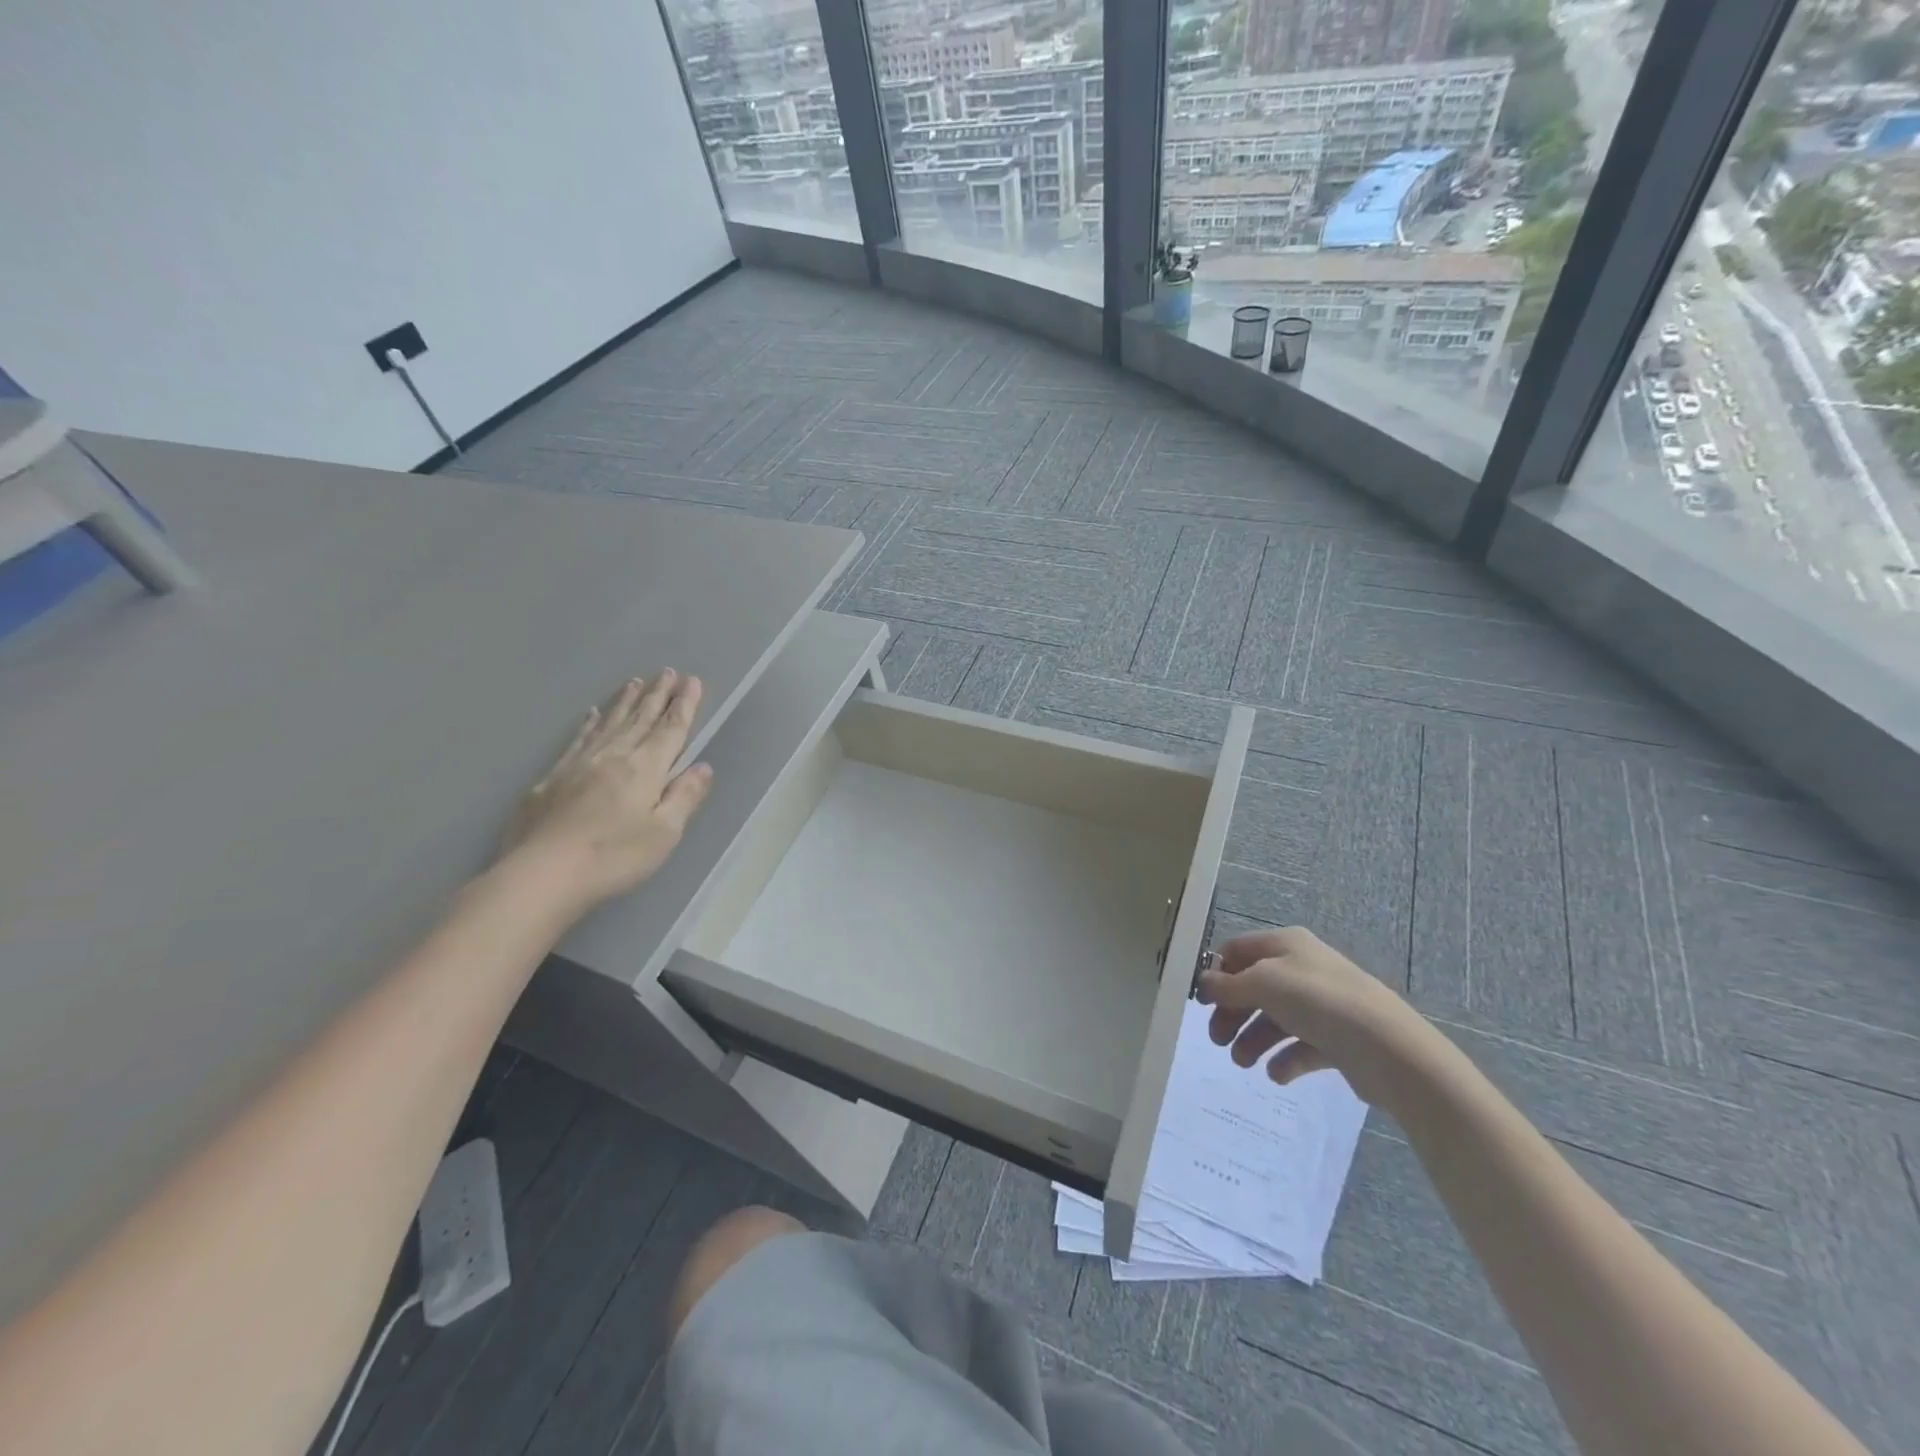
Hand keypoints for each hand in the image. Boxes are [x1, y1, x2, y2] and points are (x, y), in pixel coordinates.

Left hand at [499, 672, 714, 911]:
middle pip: (640, 719)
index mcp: (645, 769)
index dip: (684, 705)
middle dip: (657, 695)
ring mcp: (579, 764)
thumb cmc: (613, 857)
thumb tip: (703, 767)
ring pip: (609, 724)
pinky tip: (592, 714)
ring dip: (625, 702)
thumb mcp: (664, 833)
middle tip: (667, 672)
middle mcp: (613, 757)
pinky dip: (589, 723)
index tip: (692, 681)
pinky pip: (578, 739)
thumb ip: (685, 796)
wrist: (542, 874)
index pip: (670, 730)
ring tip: (636, 682)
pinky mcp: (552, 778)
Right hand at [1195, 926, 1442, 1109]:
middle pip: (1254, 987)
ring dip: (1253, 1039)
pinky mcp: (1338, 1038)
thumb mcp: (1262, 984)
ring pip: (1275, 1019)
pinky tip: (1277, 1073)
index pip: (1239, 949)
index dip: (1218, 972)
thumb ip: (1227, 985)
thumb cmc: (1317, 1002)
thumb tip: (1203, 983)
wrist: (1388, 1048)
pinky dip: (1284, 1059)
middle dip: (1233, 1014)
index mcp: (1286, 945)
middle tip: (1217, 1040)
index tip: (1201, 1001)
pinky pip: (1301, 1046)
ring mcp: (1322, 1005)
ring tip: (1244, 1063)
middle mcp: (1303, 969)